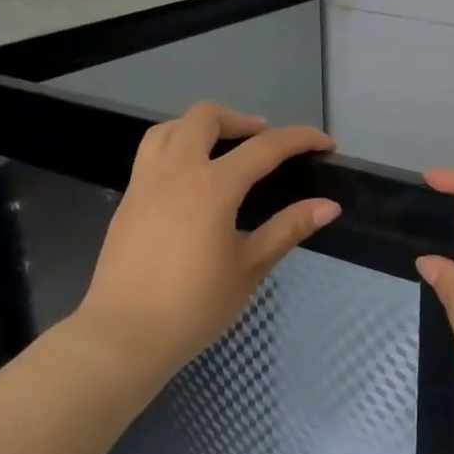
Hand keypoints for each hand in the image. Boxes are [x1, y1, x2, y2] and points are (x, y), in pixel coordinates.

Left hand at [74, 104, 338, 388]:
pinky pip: (152, 152)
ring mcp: (145, 182)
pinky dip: (177, 145)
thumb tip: (329, 205)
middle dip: (241, 120)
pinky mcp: (128, 199)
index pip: (265, 147)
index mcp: (212, 186)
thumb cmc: (194, 306)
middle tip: (264, 142)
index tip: (325, 143)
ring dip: (202, 127)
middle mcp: (176, 170)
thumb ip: (288, 228)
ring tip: (224, 148)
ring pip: (171, 127)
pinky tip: (191, 178)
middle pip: (206, 117)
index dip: (300, 139)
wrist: (124, 336)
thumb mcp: (250, 267)